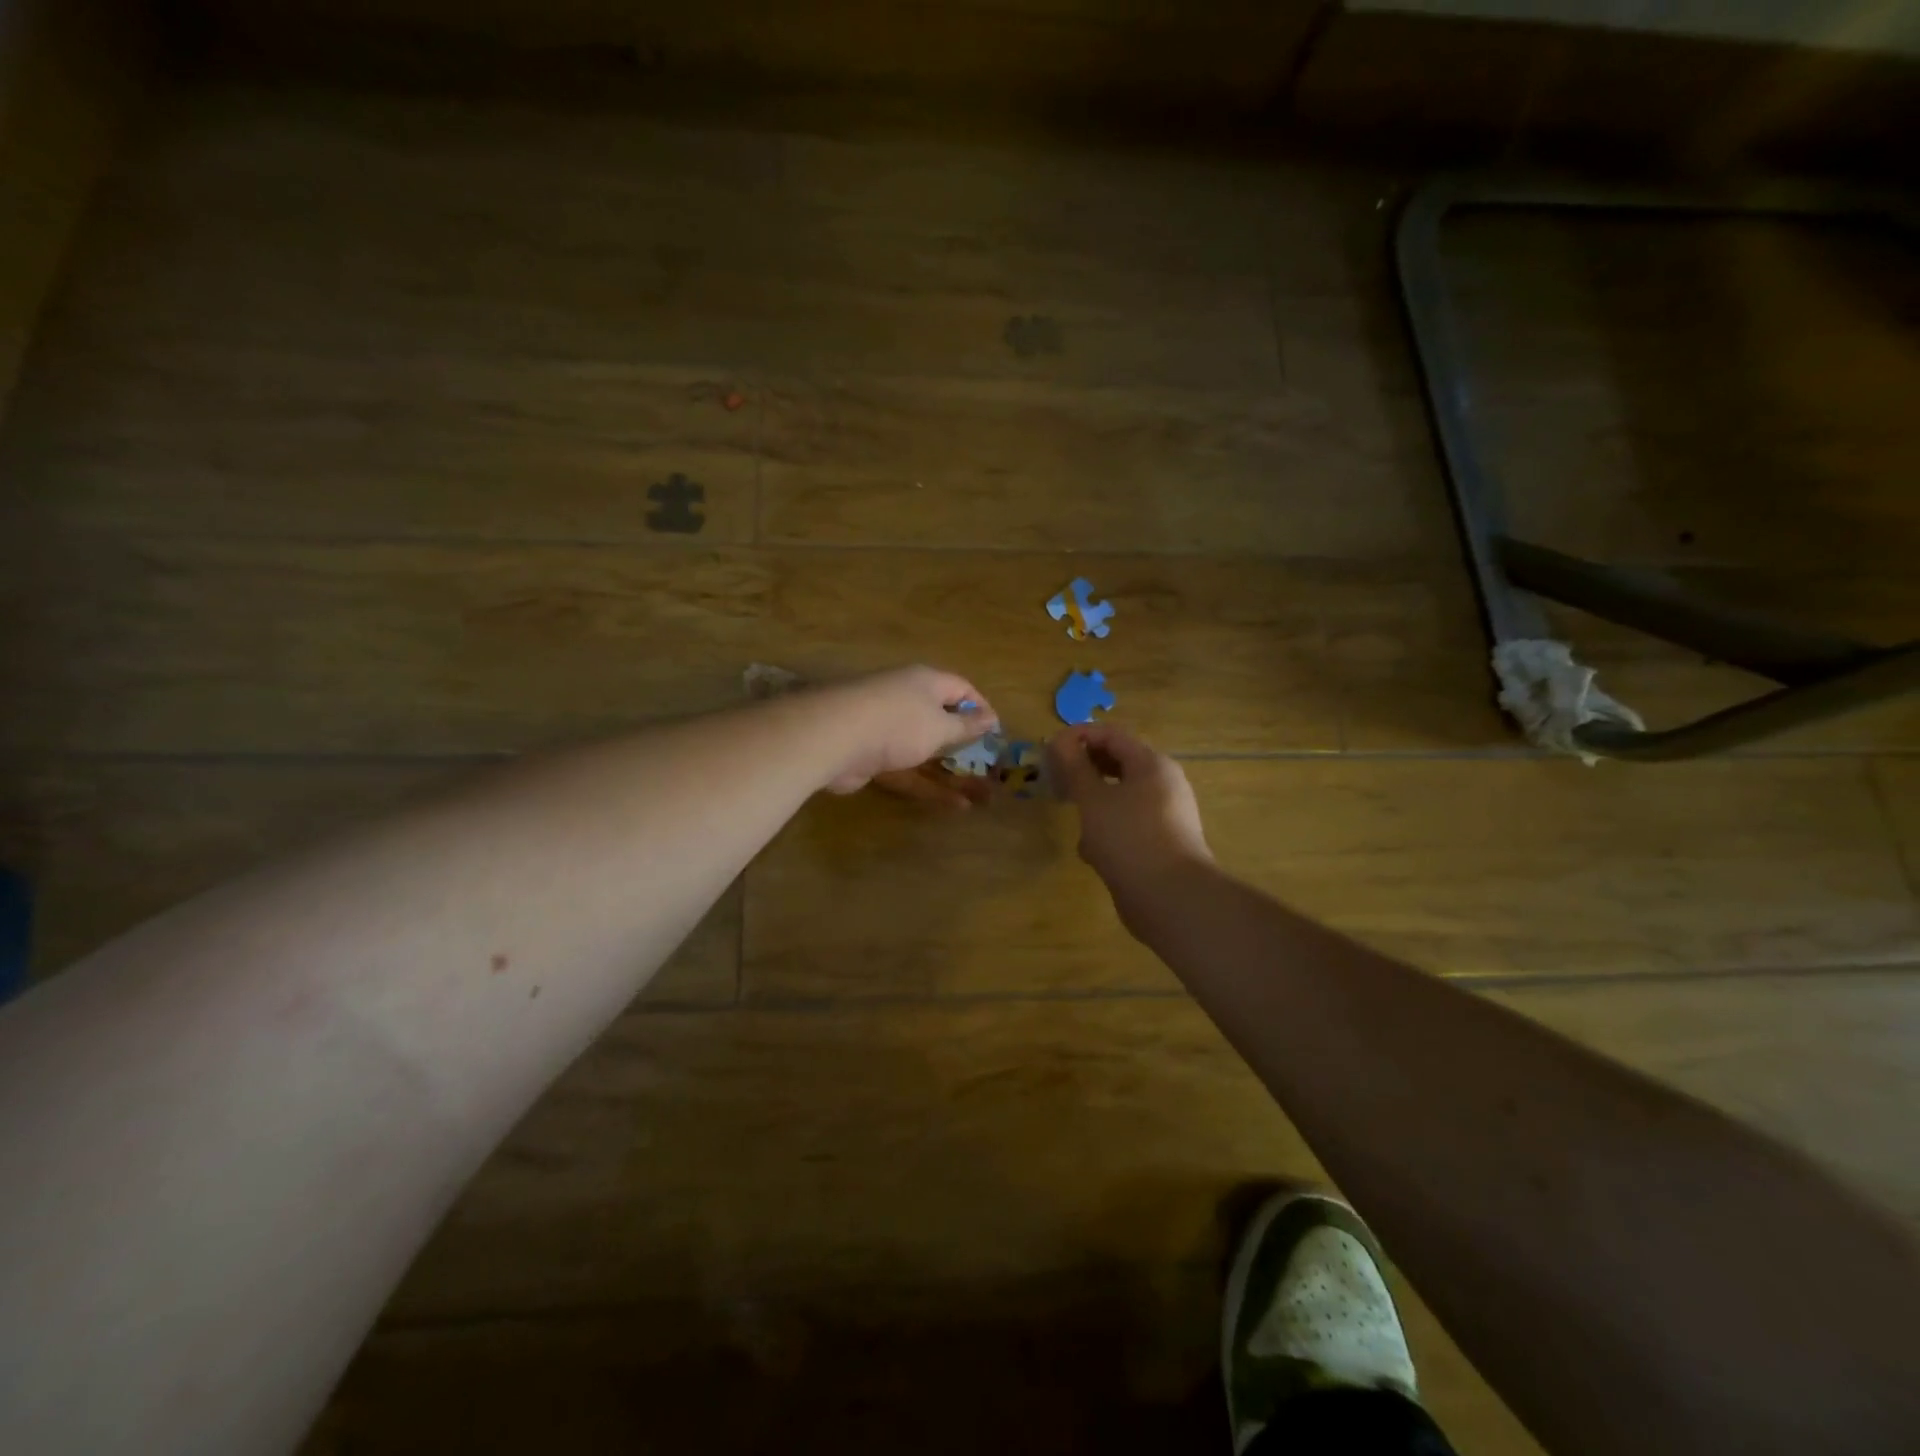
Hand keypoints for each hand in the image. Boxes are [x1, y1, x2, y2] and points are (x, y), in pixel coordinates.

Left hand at [817, 667, 998, 805]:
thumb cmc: (898, 723)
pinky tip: (955, 806)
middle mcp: (907, 701)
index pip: (961, 688)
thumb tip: (991, 717)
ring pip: (926, 752)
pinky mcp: (873, 758)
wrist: (834, 738)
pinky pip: (908, 772)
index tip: (996, 733)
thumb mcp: (940, 726)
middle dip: (967, 746)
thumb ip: (965, 726)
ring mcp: (888, 731)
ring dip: (953, 773)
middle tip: (991, 769)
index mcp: (925, 683)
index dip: (981, 708)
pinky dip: (930, 787)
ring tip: (983, 797)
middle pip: (942, 721)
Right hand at [1046, 724, 1211, 930]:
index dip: (1078, 737)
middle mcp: (1163, 785)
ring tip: (1072, 817)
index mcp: (1152, 765)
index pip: (1111, 736)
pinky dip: (1107, 831)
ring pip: (1120, 798)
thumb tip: (1060, 741)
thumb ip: (1074, 767)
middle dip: (1084, 771)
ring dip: (1093, 804)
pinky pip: (1127, 826)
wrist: (1171, 898)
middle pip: (1118, 765)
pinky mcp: (1160, 844)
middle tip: (1055, 781)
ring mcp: (1164, 816)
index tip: (1049, 749)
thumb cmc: (1129, 837)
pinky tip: (1091, 852)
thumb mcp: (1093, 799)